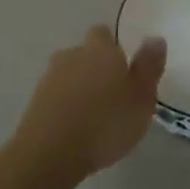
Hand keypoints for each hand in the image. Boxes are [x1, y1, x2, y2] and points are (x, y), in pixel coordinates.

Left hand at [15, 26, 165, 181]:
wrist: (49, 154)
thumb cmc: (105, 124)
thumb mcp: (142, 99)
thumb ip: (149, 67)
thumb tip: (155, 38)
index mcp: (101, 49)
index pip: (104, 34)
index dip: (113, 48)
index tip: (124, 69)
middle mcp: (72, 55)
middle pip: (85, 53)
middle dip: (95, 67)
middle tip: (111, 94)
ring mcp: (49, 77)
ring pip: (68, 74)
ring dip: (79, 87)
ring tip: (93, 114)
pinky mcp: (34, 102)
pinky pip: (55, 96)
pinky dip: (64, 105)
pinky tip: (74, 127)